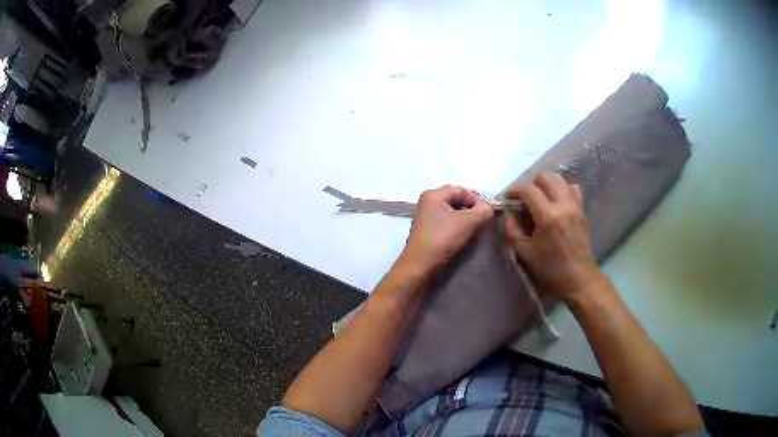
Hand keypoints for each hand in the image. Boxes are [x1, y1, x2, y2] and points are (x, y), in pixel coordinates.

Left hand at [399, 185, 493, 273]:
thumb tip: (490, 208)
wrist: (421, 266)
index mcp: (433, 195)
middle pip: (457, 200)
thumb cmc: (442, 239)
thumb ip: (483, 211)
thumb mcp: (467, 222)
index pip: (461, 190)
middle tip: (484, 221)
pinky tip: (466, 237)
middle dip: (472, 210)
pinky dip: (458, 228)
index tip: (489, 212)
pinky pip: (448, 224)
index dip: (477, 199)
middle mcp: (428, 203)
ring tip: (477, 230)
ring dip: (467, 220)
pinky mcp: (429, 232)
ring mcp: (427, 218)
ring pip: (453, 214)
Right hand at [504, 173, 604, 299]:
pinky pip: (572, 189)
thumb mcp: (525, 252)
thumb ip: (513, 229)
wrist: (579, 278)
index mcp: (548, 216)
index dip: (514, 190)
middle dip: (531, 184)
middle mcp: (563, 205)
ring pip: (560, 180)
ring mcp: (575, 206)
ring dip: (547, 184)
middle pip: (545, 177)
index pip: (528, 190)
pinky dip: (562, 189)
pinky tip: (556, 201)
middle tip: (524, 198)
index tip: (507, 198)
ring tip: (540, 198)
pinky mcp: (582, 210)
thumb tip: (509, 213)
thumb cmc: (550, 268)